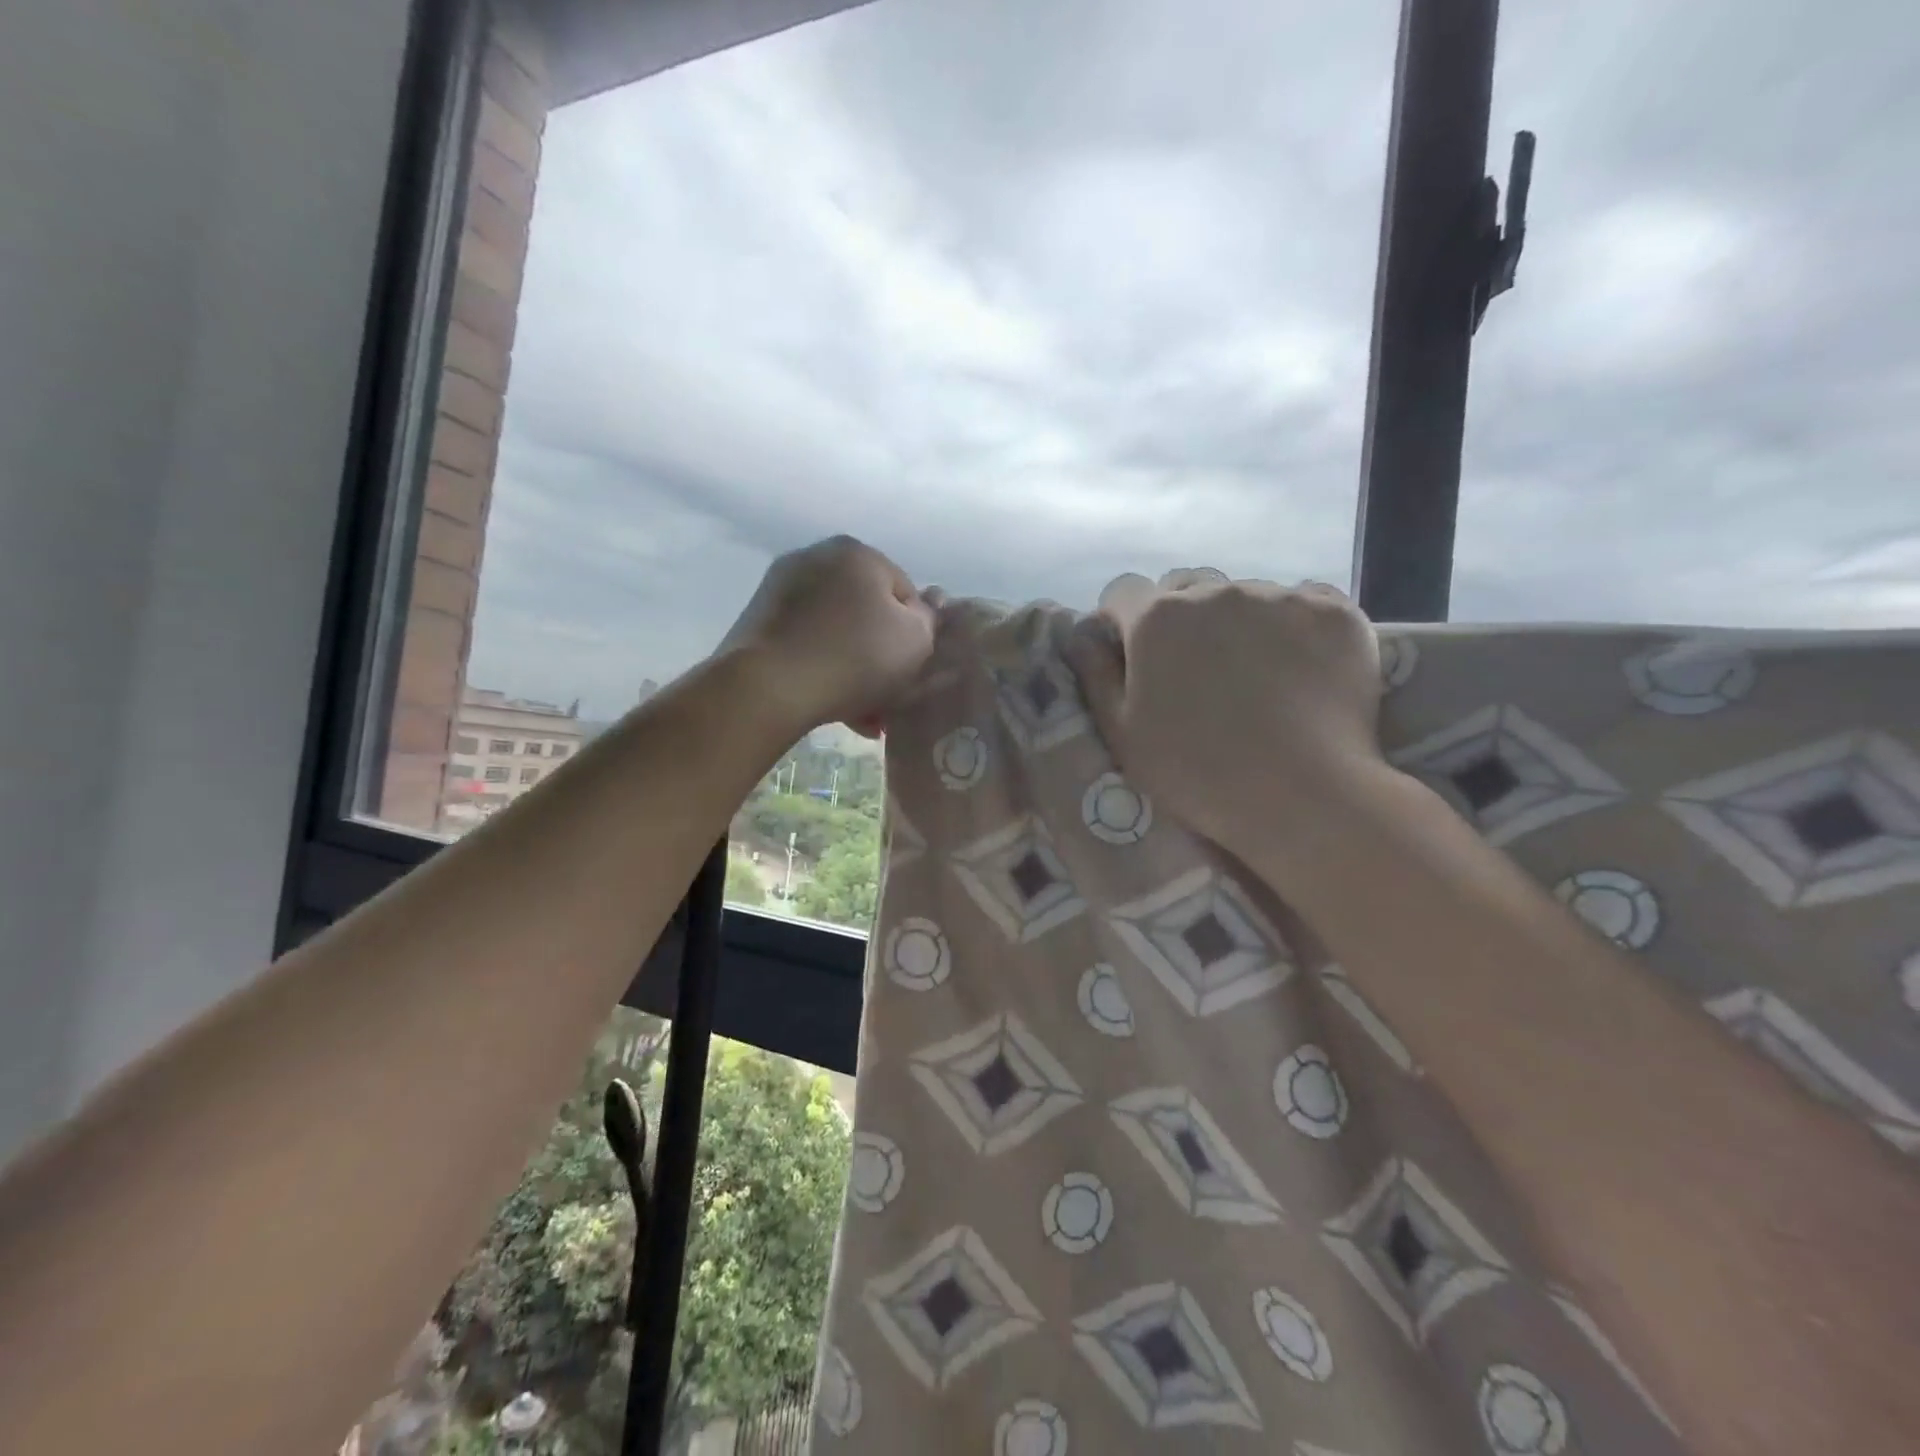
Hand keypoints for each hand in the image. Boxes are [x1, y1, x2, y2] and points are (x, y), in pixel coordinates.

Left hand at [717, 535, 935, 736]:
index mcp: (857, 553)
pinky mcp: (757, 621)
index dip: (916, 635)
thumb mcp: (916, 641)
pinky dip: (823, 671)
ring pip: (836, 633)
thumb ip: (930, 620)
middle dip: (881, 656)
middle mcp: (816, 558)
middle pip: (867, 613)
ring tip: (864, 716)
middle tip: (889, 698)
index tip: (913, 671)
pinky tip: (834, 708)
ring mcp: (780, 588)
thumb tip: (926, 607)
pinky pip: (806, 645)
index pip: (905, 593)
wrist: (767, 687)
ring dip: (855, 671)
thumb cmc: (853, 657)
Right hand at [1064, 568, 1384, 855]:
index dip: (1122, 622)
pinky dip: (1294, 626)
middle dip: (1180, 617)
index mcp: (1156, 618)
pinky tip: (1301, 667)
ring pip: (1244, 594)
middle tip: (1195, 669)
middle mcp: (1214, 591)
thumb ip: (1095, 674)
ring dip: (1238, 622)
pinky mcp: (1333, 610)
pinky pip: (1302, 602)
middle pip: (1185, 586)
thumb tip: (1084, 634)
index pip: (1123, 593)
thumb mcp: (1122, 733)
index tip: (1134, 655)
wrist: (1302, 796)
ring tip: (1255, 674)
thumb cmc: (1196, 771)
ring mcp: (1278, 596)